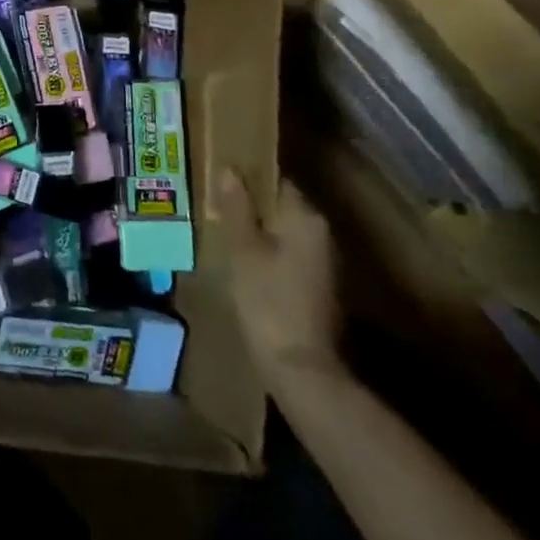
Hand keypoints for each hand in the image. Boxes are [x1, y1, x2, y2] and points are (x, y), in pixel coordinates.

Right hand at [216, 168, 342, 389]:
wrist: (302, 369)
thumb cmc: (268, 300)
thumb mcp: (243, 250)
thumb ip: (237, 208)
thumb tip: (230, 169)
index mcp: (306, 217)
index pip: (276, 181)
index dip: (248, 177)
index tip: (220, 180)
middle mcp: (322, 233)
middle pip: (282, 206)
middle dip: (251, 205)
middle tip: (215, 206)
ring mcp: (324, 262)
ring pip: (285, 232)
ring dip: (259, 230)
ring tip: (224, 232)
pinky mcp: (319, 286)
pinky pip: (289, 254)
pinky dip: (269, 253)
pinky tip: (244, 263)